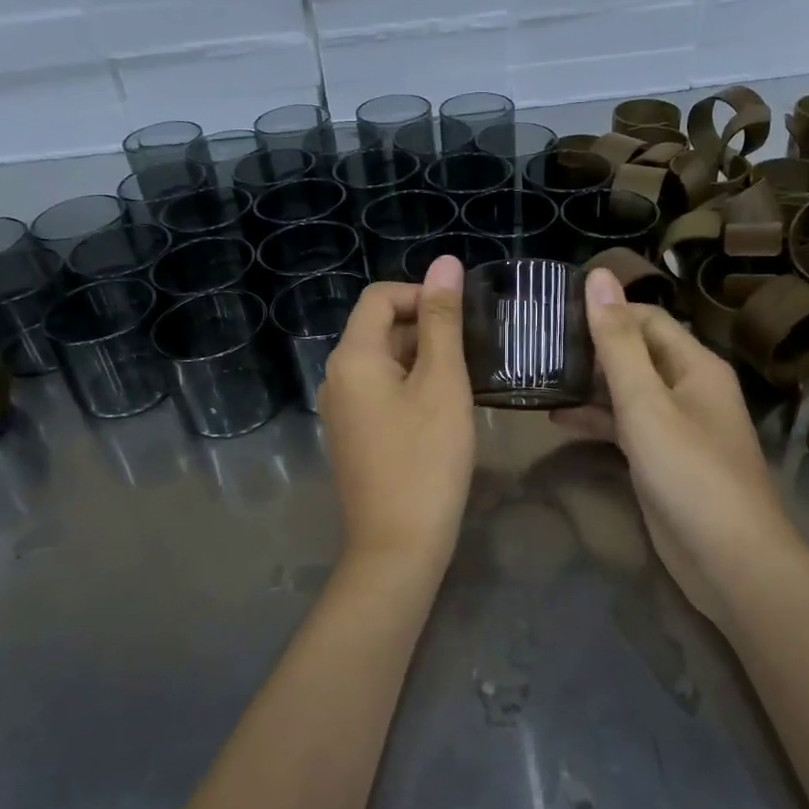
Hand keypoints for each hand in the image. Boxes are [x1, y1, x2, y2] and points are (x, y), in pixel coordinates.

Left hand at [319, 255, 476, 569]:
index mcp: (352, 357)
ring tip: (464, 378)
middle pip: (379, 328)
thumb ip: (442, 320)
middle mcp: (336, 377)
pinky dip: (409, 386)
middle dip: (425, 328)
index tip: (462, 317)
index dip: (421, 294)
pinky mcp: (351, 435)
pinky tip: (441, 408)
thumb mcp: (443, 383)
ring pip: (382, 362)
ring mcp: (340, 409)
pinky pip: (379, 391)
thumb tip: (444, 263)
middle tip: (472, 350)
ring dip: (421, 358)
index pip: (380, 297)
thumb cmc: (426, 459)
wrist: (398, 545)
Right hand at [554, 269, 800, 623]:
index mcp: (695, 365)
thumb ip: (617, 342)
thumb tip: (598, 276)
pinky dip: (596, 419)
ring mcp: (676, 425)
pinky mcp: (662, 458)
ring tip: (538, 376)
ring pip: (627, 390)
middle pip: (635, 352)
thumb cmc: (689, 472)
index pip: (645, 318)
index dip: (604, 310)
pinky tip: (558, 419)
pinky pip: (626, 425)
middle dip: (591, 347)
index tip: (554, 309)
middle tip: (536, 343)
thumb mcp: (646, 402)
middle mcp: (688, 388)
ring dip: (588, 384)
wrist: (729, 560)